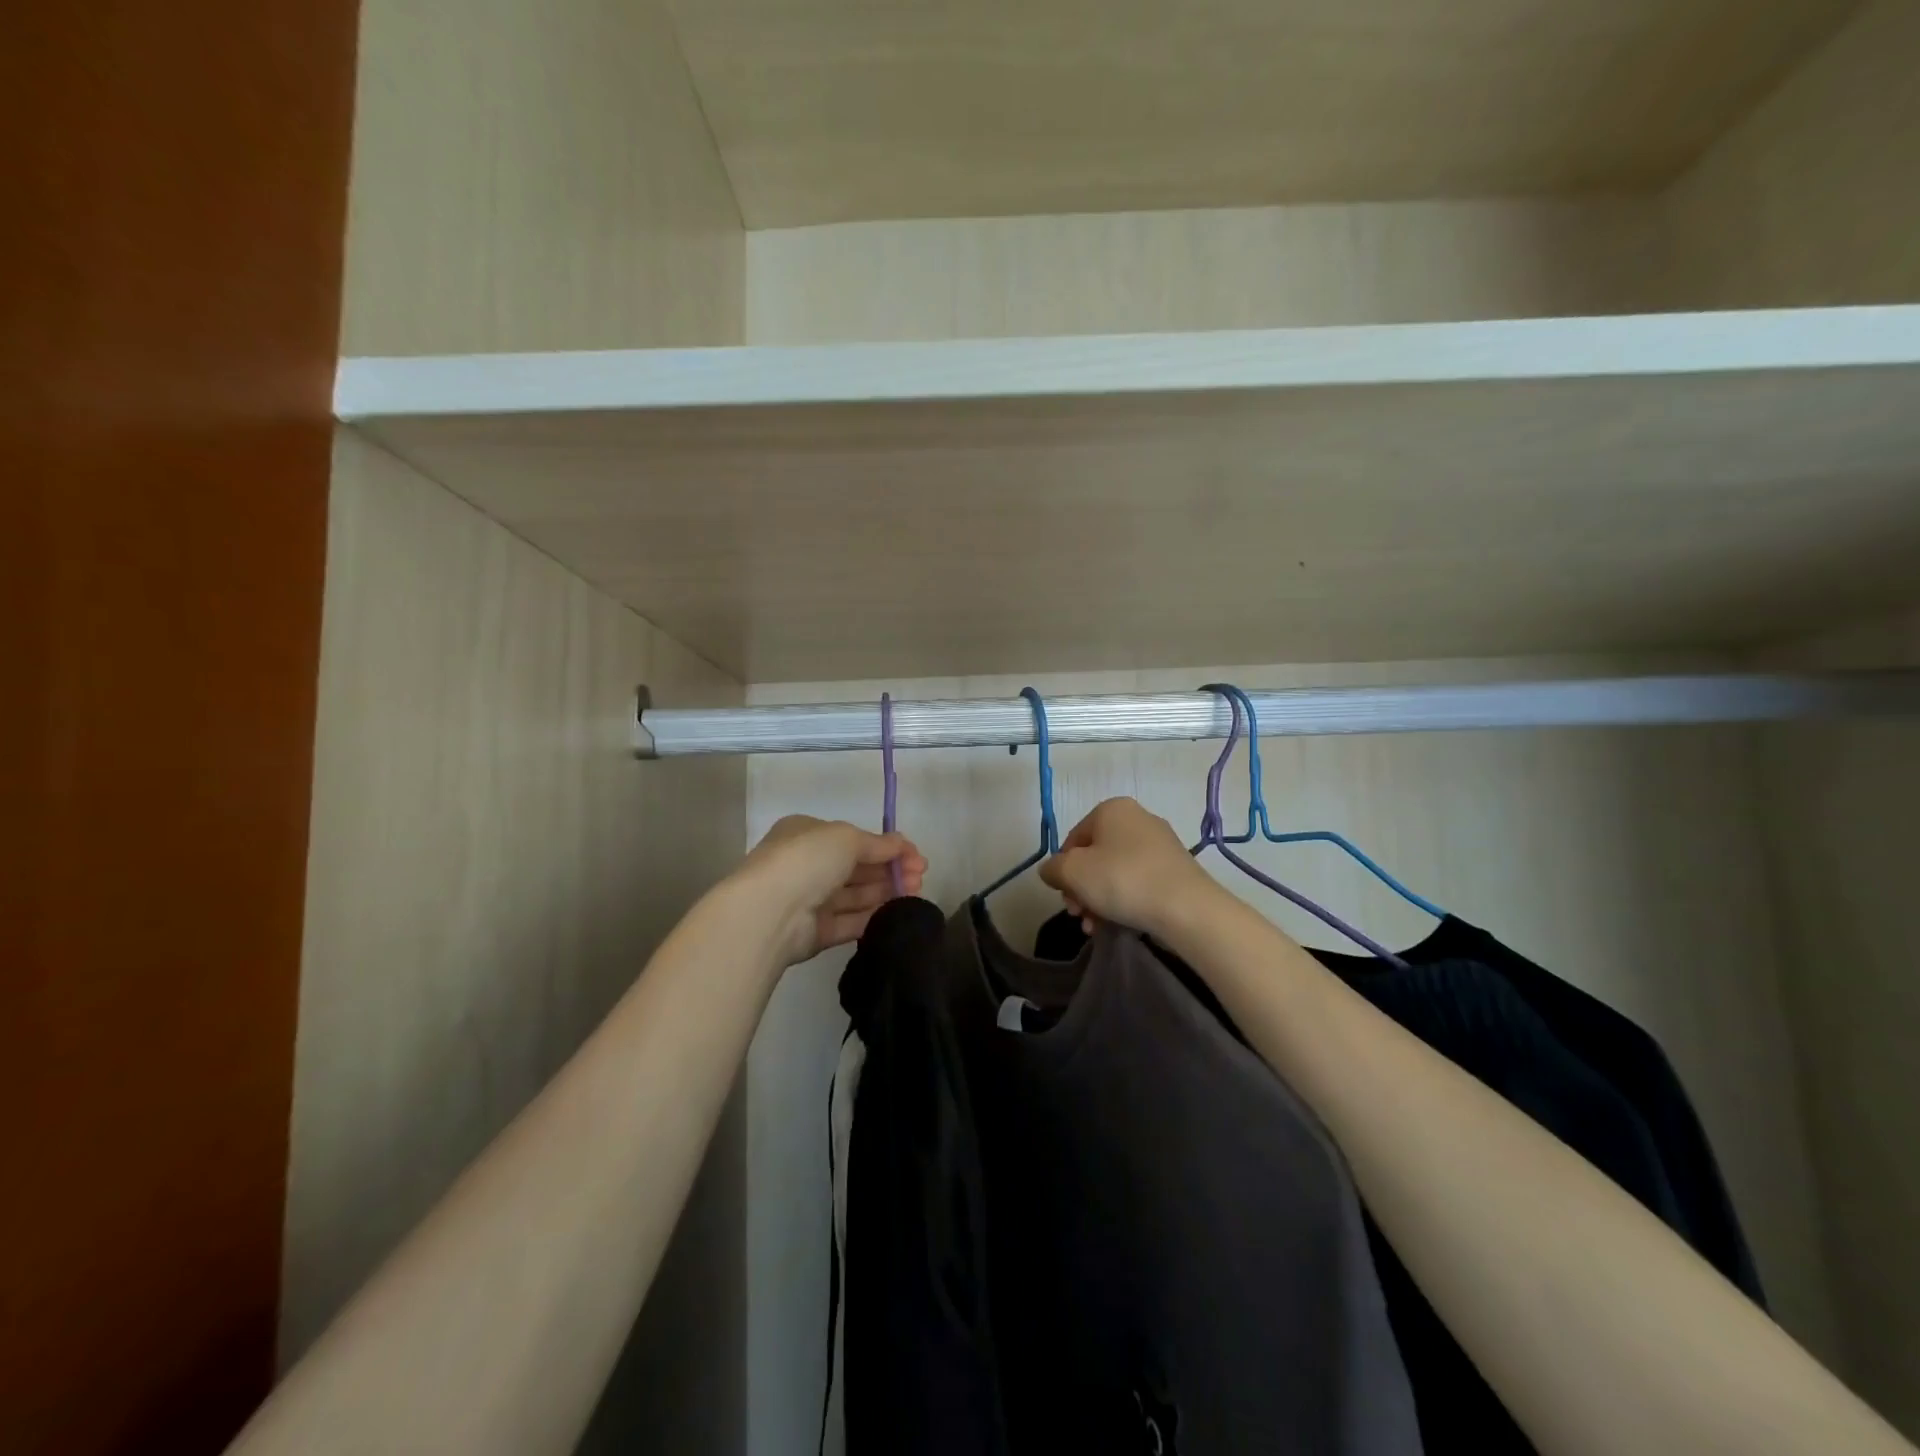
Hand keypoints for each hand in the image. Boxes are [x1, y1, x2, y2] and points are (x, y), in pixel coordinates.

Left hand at [737, 816, 926, 966]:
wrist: (769, 912)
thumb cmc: (807, 859)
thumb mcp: (847, 838)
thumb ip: (878, 843)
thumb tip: (903, 844)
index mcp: (806, 834)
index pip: (853, 839)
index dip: (887, 846)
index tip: (916, 857)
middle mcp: (806, 865)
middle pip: (856, 868)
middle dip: (890, 870)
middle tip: (920, 877)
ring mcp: (809, 900)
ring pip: (855, 895)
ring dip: (885, 892)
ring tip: (915, 893)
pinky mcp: (814, 932)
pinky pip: (849, 921)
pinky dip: (872, 915)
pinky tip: (896, 912)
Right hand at [1039, 797, 1219, 938]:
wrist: (1186, 908)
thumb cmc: (1122, 880)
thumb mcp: (1072, 873)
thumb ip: (1053, 869)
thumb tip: (1052, 871)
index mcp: (1111, 809)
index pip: (1073, 840)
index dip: (1063, 871)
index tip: (1065, 897)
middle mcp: (1137, 818)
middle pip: (1094, 857)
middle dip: (1081, 889)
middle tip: (1079, 915)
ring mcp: (1160, 843)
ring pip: (1115, 872)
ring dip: (1099, 900)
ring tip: (1096, 927)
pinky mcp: (1175, 868)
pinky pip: (1138, 881)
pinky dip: (1124, 900)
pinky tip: (1118, 924)